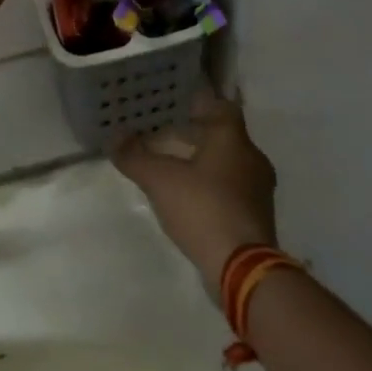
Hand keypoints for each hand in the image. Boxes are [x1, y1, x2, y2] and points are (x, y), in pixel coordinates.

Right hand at [111, 89, 278, 292]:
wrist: (242, 268)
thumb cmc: (203, 208)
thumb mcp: (159, 180)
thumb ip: (134, 156)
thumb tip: (114, 137)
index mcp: (233, 138)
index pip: (219, 105)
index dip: (196, 102)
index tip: (172, 104)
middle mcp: (251, 157)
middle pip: (220, 134)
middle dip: (192, 133)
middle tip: (160, 133)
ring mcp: (258, 188)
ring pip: (226, 161)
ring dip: (200, 160)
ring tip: (169, 164)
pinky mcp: (256, 214)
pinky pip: (230, 187)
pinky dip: (209, 184)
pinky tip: (186, 194)